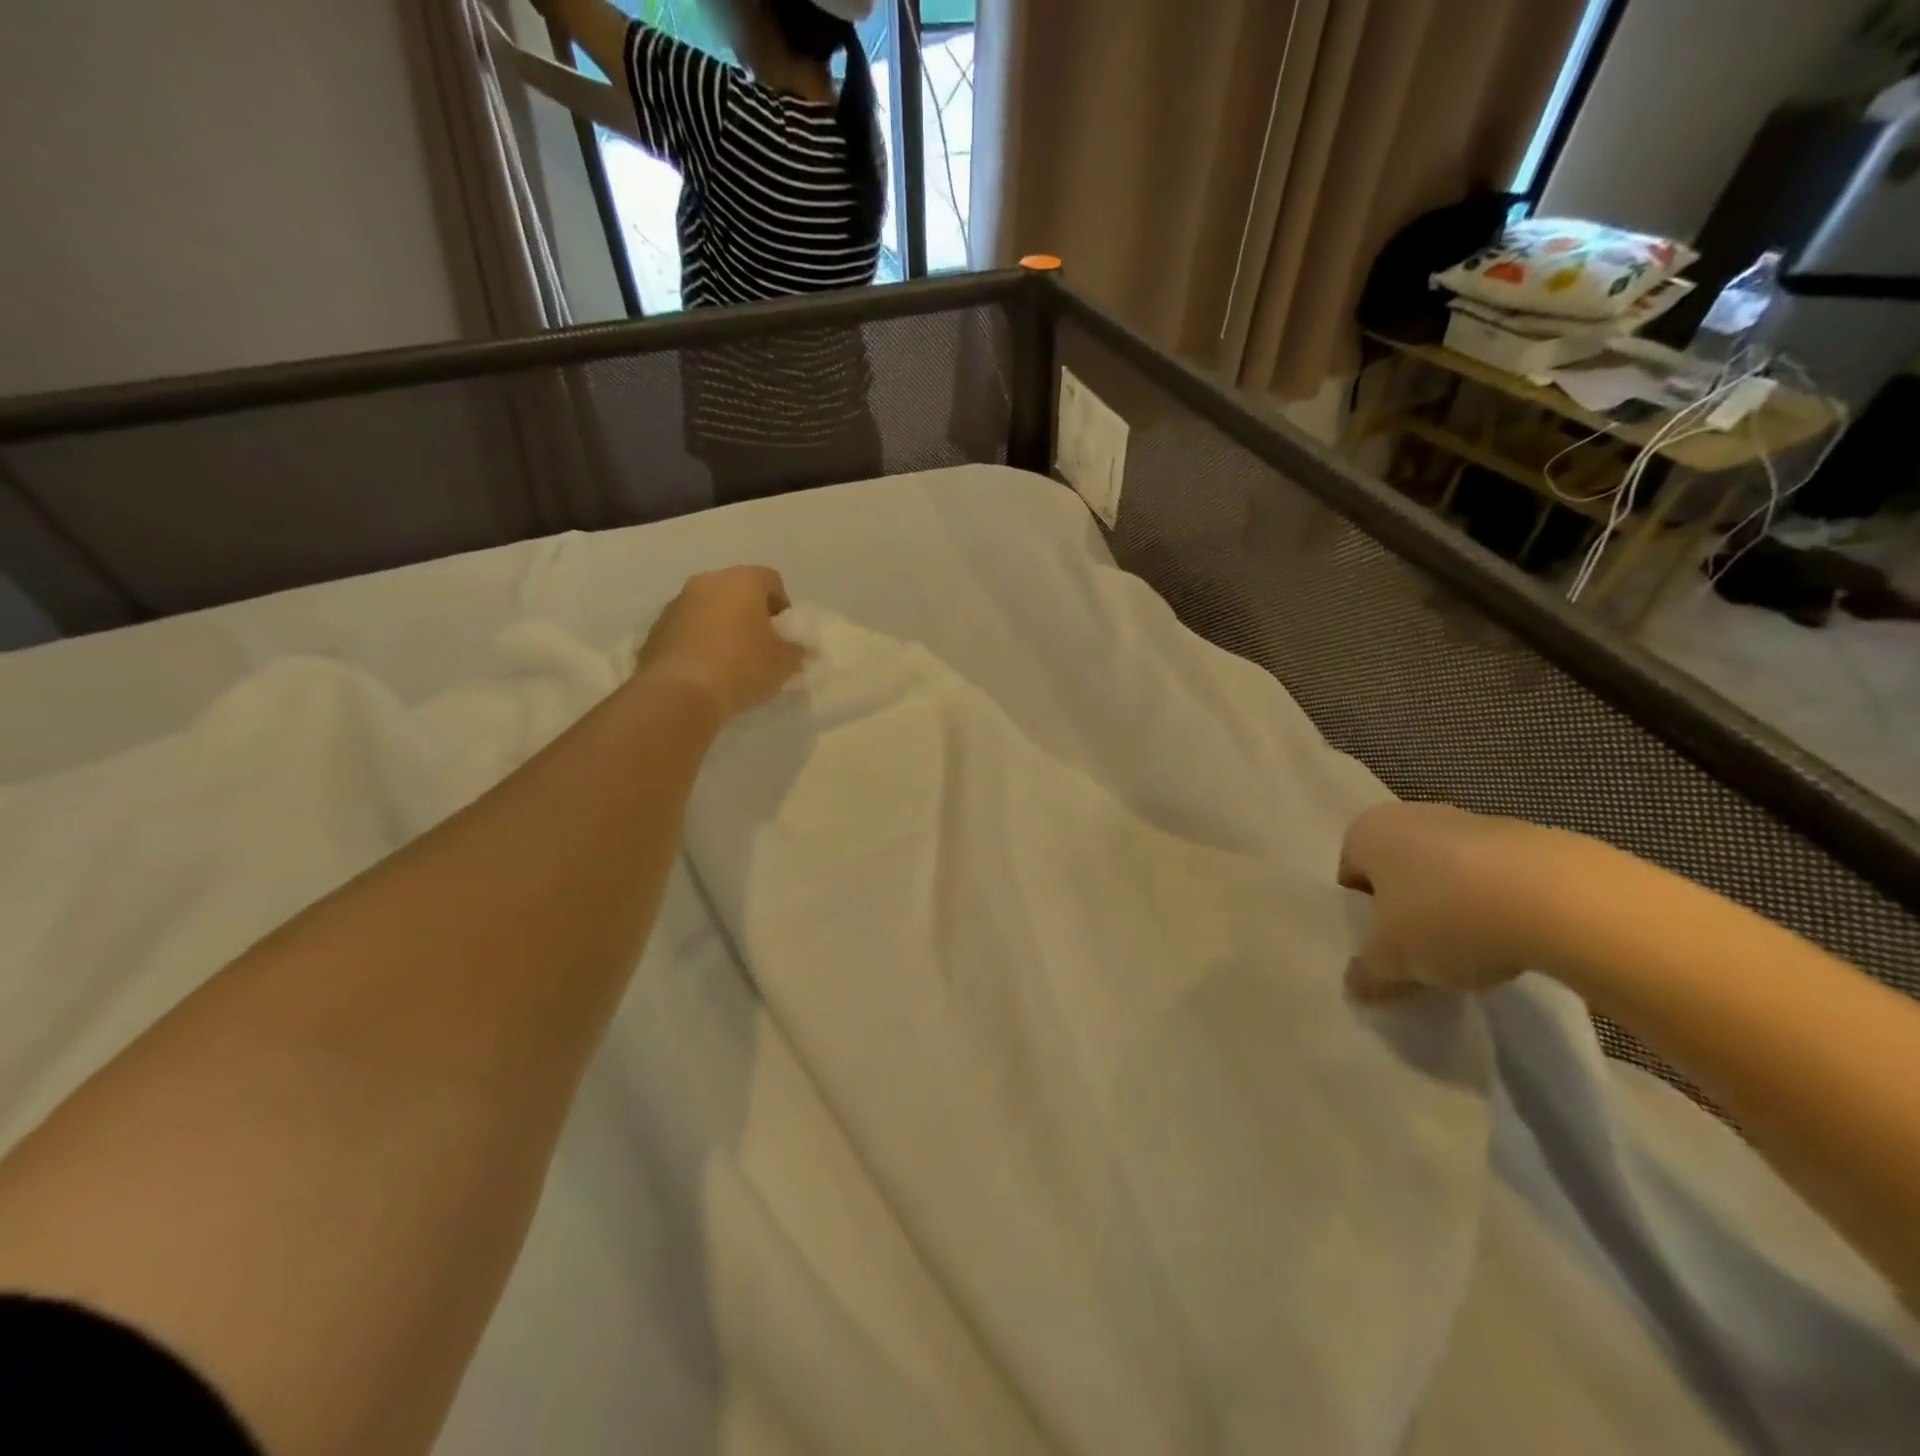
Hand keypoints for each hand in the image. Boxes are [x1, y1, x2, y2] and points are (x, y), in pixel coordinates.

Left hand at [634, 567, 805, 720]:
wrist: (680, 693)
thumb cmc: (742, 667)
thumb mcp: (784, 663)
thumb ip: (797, 651)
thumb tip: (800, 650)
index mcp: (741, 581)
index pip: (771, 580)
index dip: (782, 607)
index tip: (784, 635)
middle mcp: (706, 582)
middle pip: (736, 592)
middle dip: (750, 615)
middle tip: (760, 647)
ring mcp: (676, 604)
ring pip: (708, 610)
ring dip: (722, 628)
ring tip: (731, 662)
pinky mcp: (655, 630)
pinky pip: (687, 631)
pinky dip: (698, 643)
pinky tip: (706, 671)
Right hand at [1337, 802, 1581, 1002]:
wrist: (1562, 900)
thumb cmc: (1445, 917)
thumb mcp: (1392, 961)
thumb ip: (1366, 973)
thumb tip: (1355, 986)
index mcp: (1367, 831)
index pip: (1350, 875)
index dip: (1364, 915)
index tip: (1383, 947)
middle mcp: (1412, 815)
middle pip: (1400, 870)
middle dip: (1408, 908)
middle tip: (1421, 951)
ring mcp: (1473, 821)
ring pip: (1449, 872)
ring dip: (1454, 906)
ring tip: (1474, 951)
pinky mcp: (1530, 838)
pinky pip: (1498, 877)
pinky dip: (1500, 904)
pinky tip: (1516, 940)